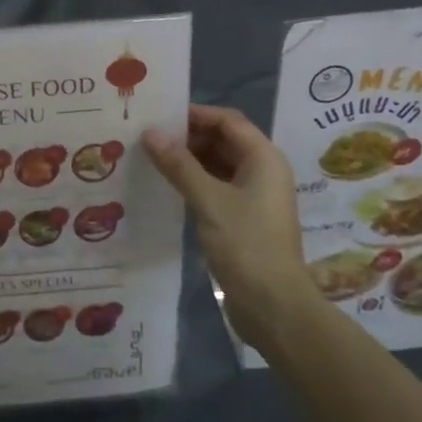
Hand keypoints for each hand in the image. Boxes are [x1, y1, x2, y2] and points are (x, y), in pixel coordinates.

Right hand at [143, 106, 314, 350]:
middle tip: (148, 137)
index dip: (195, 115)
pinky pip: (217, 187)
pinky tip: (167, 186)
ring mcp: (254, 196)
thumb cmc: (246, 244)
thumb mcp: (208, 199)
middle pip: (223, 140)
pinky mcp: (244, 218)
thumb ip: (178, 164)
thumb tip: (149, 133)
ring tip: (151, 158)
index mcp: (263, 158)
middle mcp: (262, 171)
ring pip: (218, 165)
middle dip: (188, 137)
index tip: (159, 116)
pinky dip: (194, 182)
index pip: (227, 121)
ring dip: (189, 160)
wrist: (273, 306)